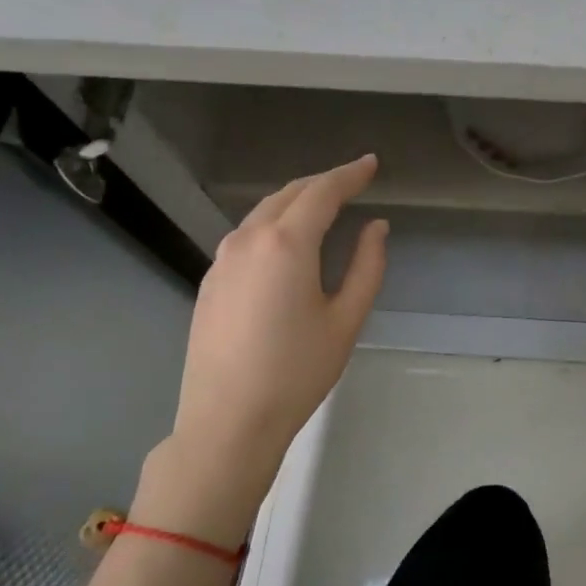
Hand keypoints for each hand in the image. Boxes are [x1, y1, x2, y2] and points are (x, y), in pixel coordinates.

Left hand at [133, 154, 388, 546]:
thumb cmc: (297, 371)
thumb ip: (367, 265)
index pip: (322, 192)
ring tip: (324, 206)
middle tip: (353, 180)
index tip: (371, 164)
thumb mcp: (346, 319)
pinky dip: (274, 224)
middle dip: (323, 182)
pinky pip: (247, 236)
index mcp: (286, 244)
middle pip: (289, 194)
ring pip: (263, 212)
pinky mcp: (210, 281)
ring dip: (296, 201)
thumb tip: (375, 227)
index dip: (350, 174)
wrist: (227, 421)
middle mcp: (248, 240)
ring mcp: (222, 260)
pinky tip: (287, 241)